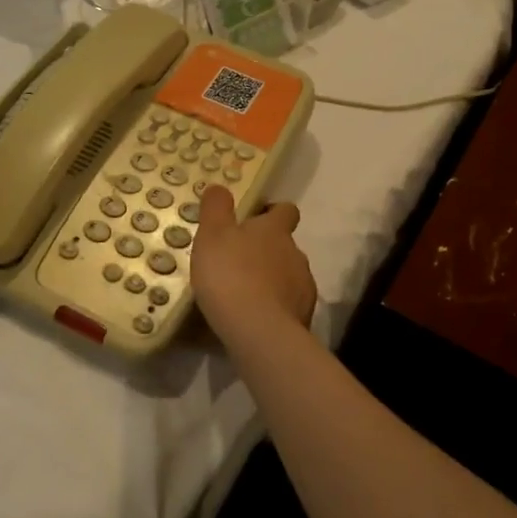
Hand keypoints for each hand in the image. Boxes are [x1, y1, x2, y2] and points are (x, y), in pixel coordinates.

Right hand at [190, 185, 316, 341]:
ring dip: (272, 279)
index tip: (255, 219)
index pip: (285, 210)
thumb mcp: (212, 235)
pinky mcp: (304, 315)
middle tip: (239, 262)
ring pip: (288, 274)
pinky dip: (276, 306)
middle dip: (267, 250)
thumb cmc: (231, 275)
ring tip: (245, 294)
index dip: (272, 212)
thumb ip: (216, 208)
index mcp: (275, 230)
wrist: (259, 331)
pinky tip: (255, 317)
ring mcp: (303, 285)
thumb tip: (220, 186)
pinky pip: (289, 304)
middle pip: (285, 244)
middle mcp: (295, 253)